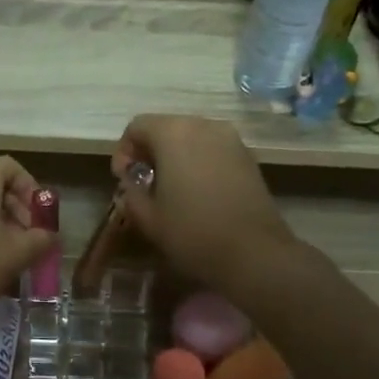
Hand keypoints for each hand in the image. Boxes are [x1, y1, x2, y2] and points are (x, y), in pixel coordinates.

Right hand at [109, 115, 296, 294]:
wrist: (254, 253)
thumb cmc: (193, 233)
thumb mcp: (148, 218)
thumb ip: (132, 192)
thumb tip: (132, 182)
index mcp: (173, 133)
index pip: (137, 126)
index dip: (124, 151)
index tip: (124, 179)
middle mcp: (203, 125)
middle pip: (166, 127)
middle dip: (150, 151)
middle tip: (144, 183)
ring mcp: (231, 139)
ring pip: (192, 137)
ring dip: (176, 156)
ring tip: (172, 188)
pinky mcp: (249, 156)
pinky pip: (214, 150)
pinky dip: (200, 162)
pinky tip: (199, 192)